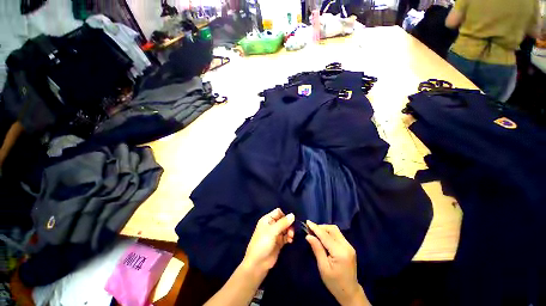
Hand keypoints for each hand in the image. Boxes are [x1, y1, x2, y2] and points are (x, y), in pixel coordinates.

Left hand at [242, 208, 294, 273]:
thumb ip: (283, 223)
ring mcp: (275, 234)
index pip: (278, 212)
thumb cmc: (262, 243)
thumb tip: (292, 215)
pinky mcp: (279, 242)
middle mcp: (272, 225)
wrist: (258, 264)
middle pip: (283, 220)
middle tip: (291, 231)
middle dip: (288, 224)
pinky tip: (290, 241)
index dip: (285, 215)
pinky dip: (289, 237)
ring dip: (290, 231)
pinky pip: (286, 236)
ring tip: (291, 237)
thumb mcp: (272, 231)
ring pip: (286, 228)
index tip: (290, 221)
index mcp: (267, 219)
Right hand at [306, 221, 368, 305]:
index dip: (315, 228)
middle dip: (321, 227)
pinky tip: (323, 238)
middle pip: (332, 229)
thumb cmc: (334, 283)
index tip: (307, 222)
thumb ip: (317, 249)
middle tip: (310, 230)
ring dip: (325, 229)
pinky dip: (329, 233)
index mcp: (340, 252)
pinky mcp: (349, 247)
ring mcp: (349, 246)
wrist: (350, 292)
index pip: (325, 235)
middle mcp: (346, 246)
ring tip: (315, 233)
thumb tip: (308, 236)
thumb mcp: (323, 267)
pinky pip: (338, 235)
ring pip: (335, 230)